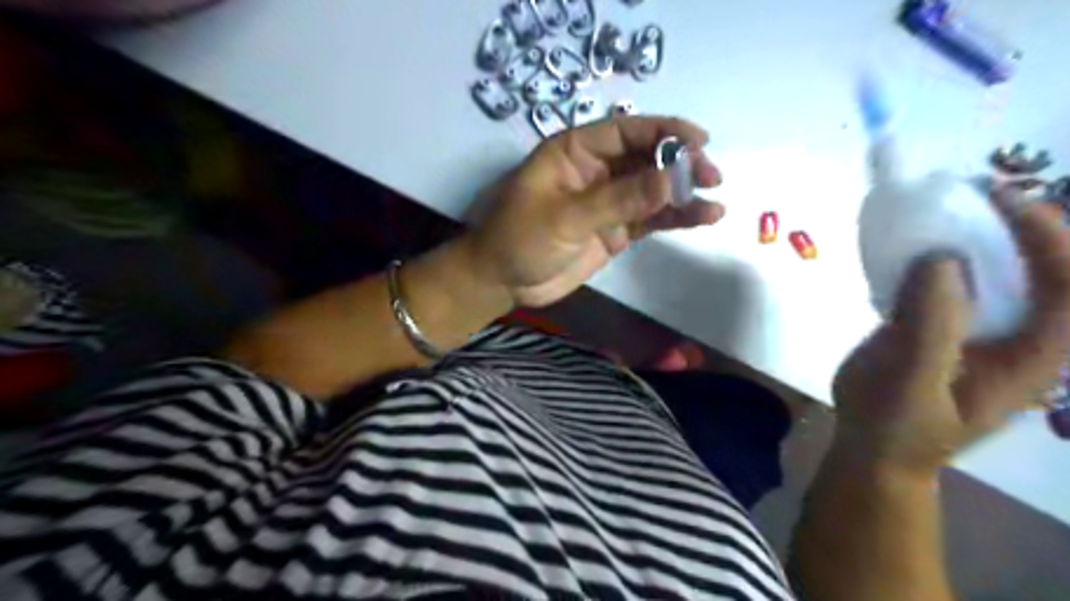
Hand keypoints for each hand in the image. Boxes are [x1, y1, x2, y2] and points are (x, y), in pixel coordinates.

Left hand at [463, 115, 722, 307]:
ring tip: (715, 197)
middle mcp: (596, 170)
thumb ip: (617, 200)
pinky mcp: (616, 230)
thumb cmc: (520, 240)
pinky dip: (674, 217)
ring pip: (652, 189)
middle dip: (679, 163)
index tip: (699, 140)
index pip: (625, 131)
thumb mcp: (565, 218)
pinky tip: (703, 217)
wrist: (503, 283)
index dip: (663, 131)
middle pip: (645, 157)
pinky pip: (650, 218)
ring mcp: (608, 201)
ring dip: (682, 191)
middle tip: (711, 175)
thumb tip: (670, 179)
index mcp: (574, 152)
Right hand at [834, 196, 1068, 476]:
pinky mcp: (942, 326)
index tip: (1002, 201)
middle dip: (1024, 226)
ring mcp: (978, 329)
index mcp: (1031, 355)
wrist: (873, 448)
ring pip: (999, 271)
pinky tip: (913, 245)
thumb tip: (942, 256)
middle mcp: (1017, 335)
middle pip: (1047, 270)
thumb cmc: (898, 426)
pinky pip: (953, 281)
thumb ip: (931, 326)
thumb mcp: (913, 383)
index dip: (1051, 238)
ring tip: (946, 207)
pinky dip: (940, 255)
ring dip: (980, 235)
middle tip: (976, 193)